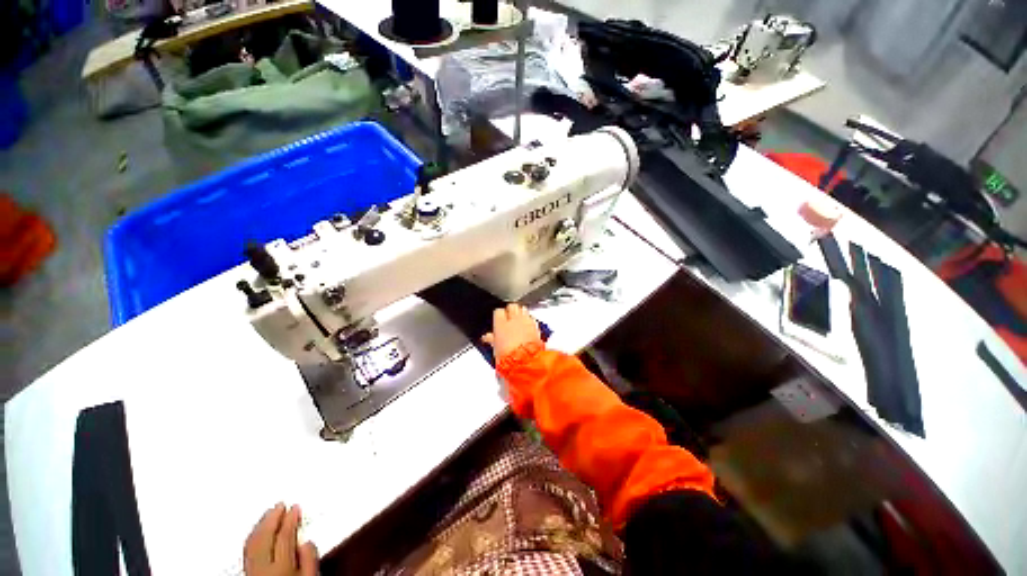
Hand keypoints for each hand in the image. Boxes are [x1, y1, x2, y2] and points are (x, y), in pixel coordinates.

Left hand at [244, 503, 318, 575]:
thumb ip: (310, 561)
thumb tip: (307, 541)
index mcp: (281, 567)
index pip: (285, 536)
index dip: (290, 519)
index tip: (295, 507)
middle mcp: (262, 569)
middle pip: (264, 537)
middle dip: (272, 518)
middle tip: (280, 505)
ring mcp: (251, 573)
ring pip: (252, 544)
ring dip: (260, 526)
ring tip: (268, 514)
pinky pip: (246, 552)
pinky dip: (252, 538)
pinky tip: (257, 534)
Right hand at [482, 303, 541, 359]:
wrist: (526, 362)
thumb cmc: (509, 357)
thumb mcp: (495, 349)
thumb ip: (492, 339)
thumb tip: (487, 337)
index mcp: (501, 324)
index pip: (498, 311)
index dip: (499, 315)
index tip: (498, 320)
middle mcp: (514, 319)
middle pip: (512, 306)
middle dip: (511, 310)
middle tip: (509, 317)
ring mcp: (526, 321)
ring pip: (523, 309)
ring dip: (521, 313)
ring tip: (519, 320)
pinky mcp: (536, 326)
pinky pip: (531, 318)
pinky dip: (529, 321)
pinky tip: (528, 327)